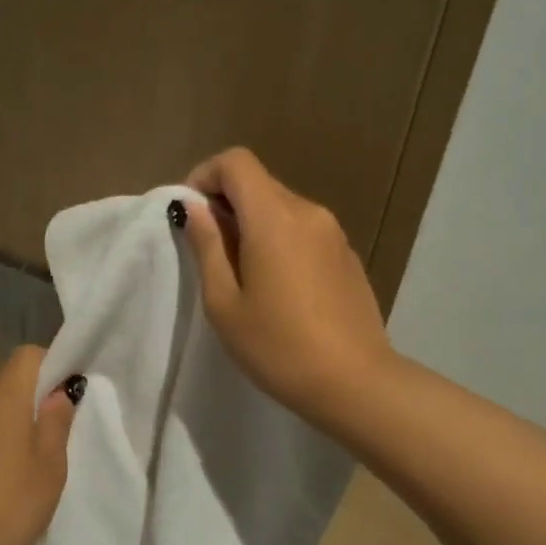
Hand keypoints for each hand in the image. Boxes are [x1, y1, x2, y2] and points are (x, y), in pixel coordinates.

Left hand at [0, 345, 78, 544]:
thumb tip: (58, 393)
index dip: (51, 364)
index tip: (67, 393)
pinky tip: (0, 475)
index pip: (28, 355)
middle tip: (55, 429)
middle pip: (7, 378)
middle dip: (34, 393)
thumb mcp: (50, 467)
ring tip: (29, 456)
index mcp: (3, 399)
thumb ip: (56, 423)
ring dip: (12, 418)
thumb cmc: (8, 505)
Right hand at [179, 147, 394, 427]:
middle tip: (209, 250)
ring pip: (282, 206)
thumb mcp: (224, 302)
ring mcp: (333, 232)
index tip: (191, 214)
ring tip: (242, 273)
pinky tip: (278, 286)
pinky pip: (304, 229)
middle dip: (226, 203)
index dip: (205, 176)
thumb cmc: (277, 346)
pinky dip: (280, 239)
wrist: (354, 382)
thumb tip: (195, 207)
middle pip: (259, 183)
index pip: (236, 162)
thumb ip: (207, 246)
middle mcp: (308, 212)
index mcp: (274, 217)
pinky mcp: (347, 254)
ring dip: (253, 223)